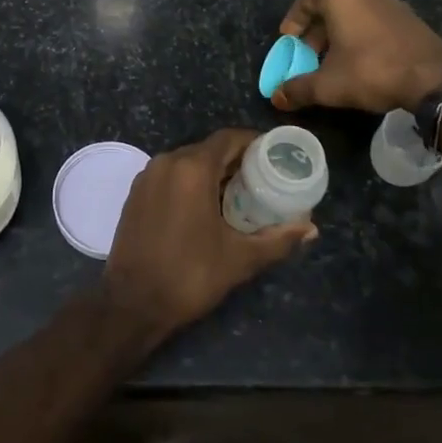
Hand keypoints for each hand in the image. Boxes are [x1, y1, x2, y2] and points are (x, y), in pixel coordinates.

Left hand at [102, 129, 315, 339]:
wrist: (131, 303)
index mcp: (192, 169)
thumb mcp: (240, 259)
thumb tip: (310, 228)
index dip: (254, 143)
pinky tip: (204, 206)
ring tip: (237, 194)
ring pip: (187, 161)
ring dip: (212, 171)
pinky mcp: (135, 193)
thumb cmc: (189, 276)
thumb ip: (278, 239)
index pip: (229, 138)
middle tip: (261, 180)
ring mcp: (146, 176)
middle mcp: (167, 162)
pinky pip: (169, 175)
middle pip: (208, 149)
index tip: (274, 156)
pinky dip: (189, 181)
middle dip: (235, 160)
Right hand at [272, 0, 441, 114]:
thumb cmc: (372, 71)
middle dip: (315, 31)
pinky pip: (373, 19)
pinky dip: (360, 35)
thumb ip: (298, 88)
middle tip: (308, 54)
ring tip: (333, 60)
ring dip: (338, 33)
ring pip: (353, 12)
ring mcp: (390, 0)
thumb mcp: (328, 85)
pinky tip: (360, 61)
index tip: (288, 41)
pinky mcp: (408, 16)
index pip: (305, 0)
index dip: (293, 21)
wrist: (434, 78)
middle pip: (329, 5)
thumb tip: (276, 97)